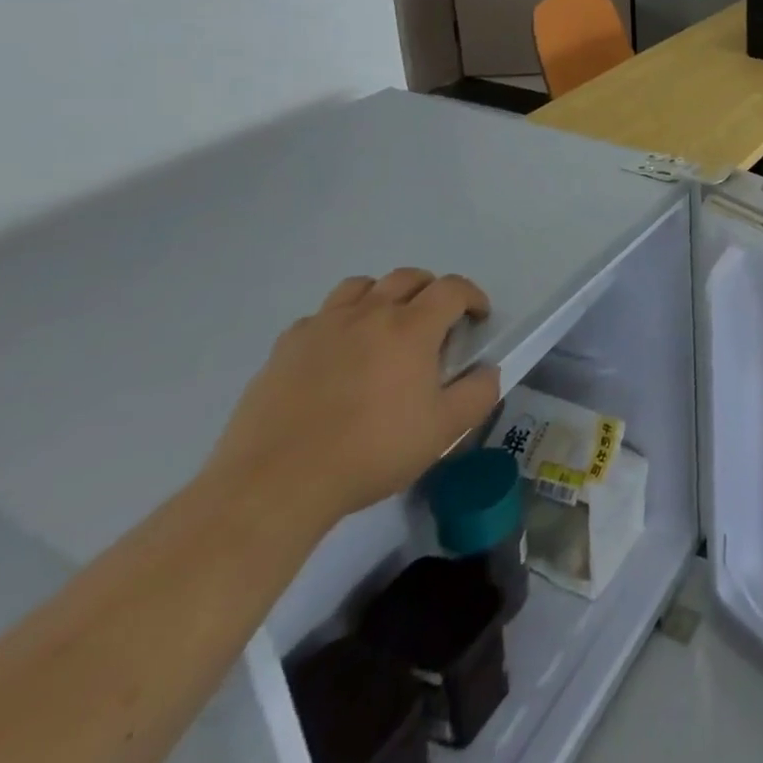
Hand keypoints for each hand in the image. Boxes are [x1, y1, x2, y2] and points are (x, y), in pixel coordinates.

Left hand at [206, 269, 500, 530]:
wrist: (274, 485)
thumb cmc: (370, 453)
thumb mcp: (443, 431)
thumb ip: (478, 394)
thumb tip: (488, 371)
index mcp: (411, 327)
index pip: (452, 288)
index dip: (472, 296)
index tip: (477, 318)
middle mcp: (369, 313)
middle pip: (407, 277)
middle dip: (431, 290)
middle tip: (436, 322)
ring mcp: (322, 327)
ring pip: (360, 286)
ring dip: (382, 296)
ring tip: (385, 327)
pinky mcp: (285, 348)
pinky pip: (320, 317)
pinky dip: (338, 323)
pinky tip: (337, 355)